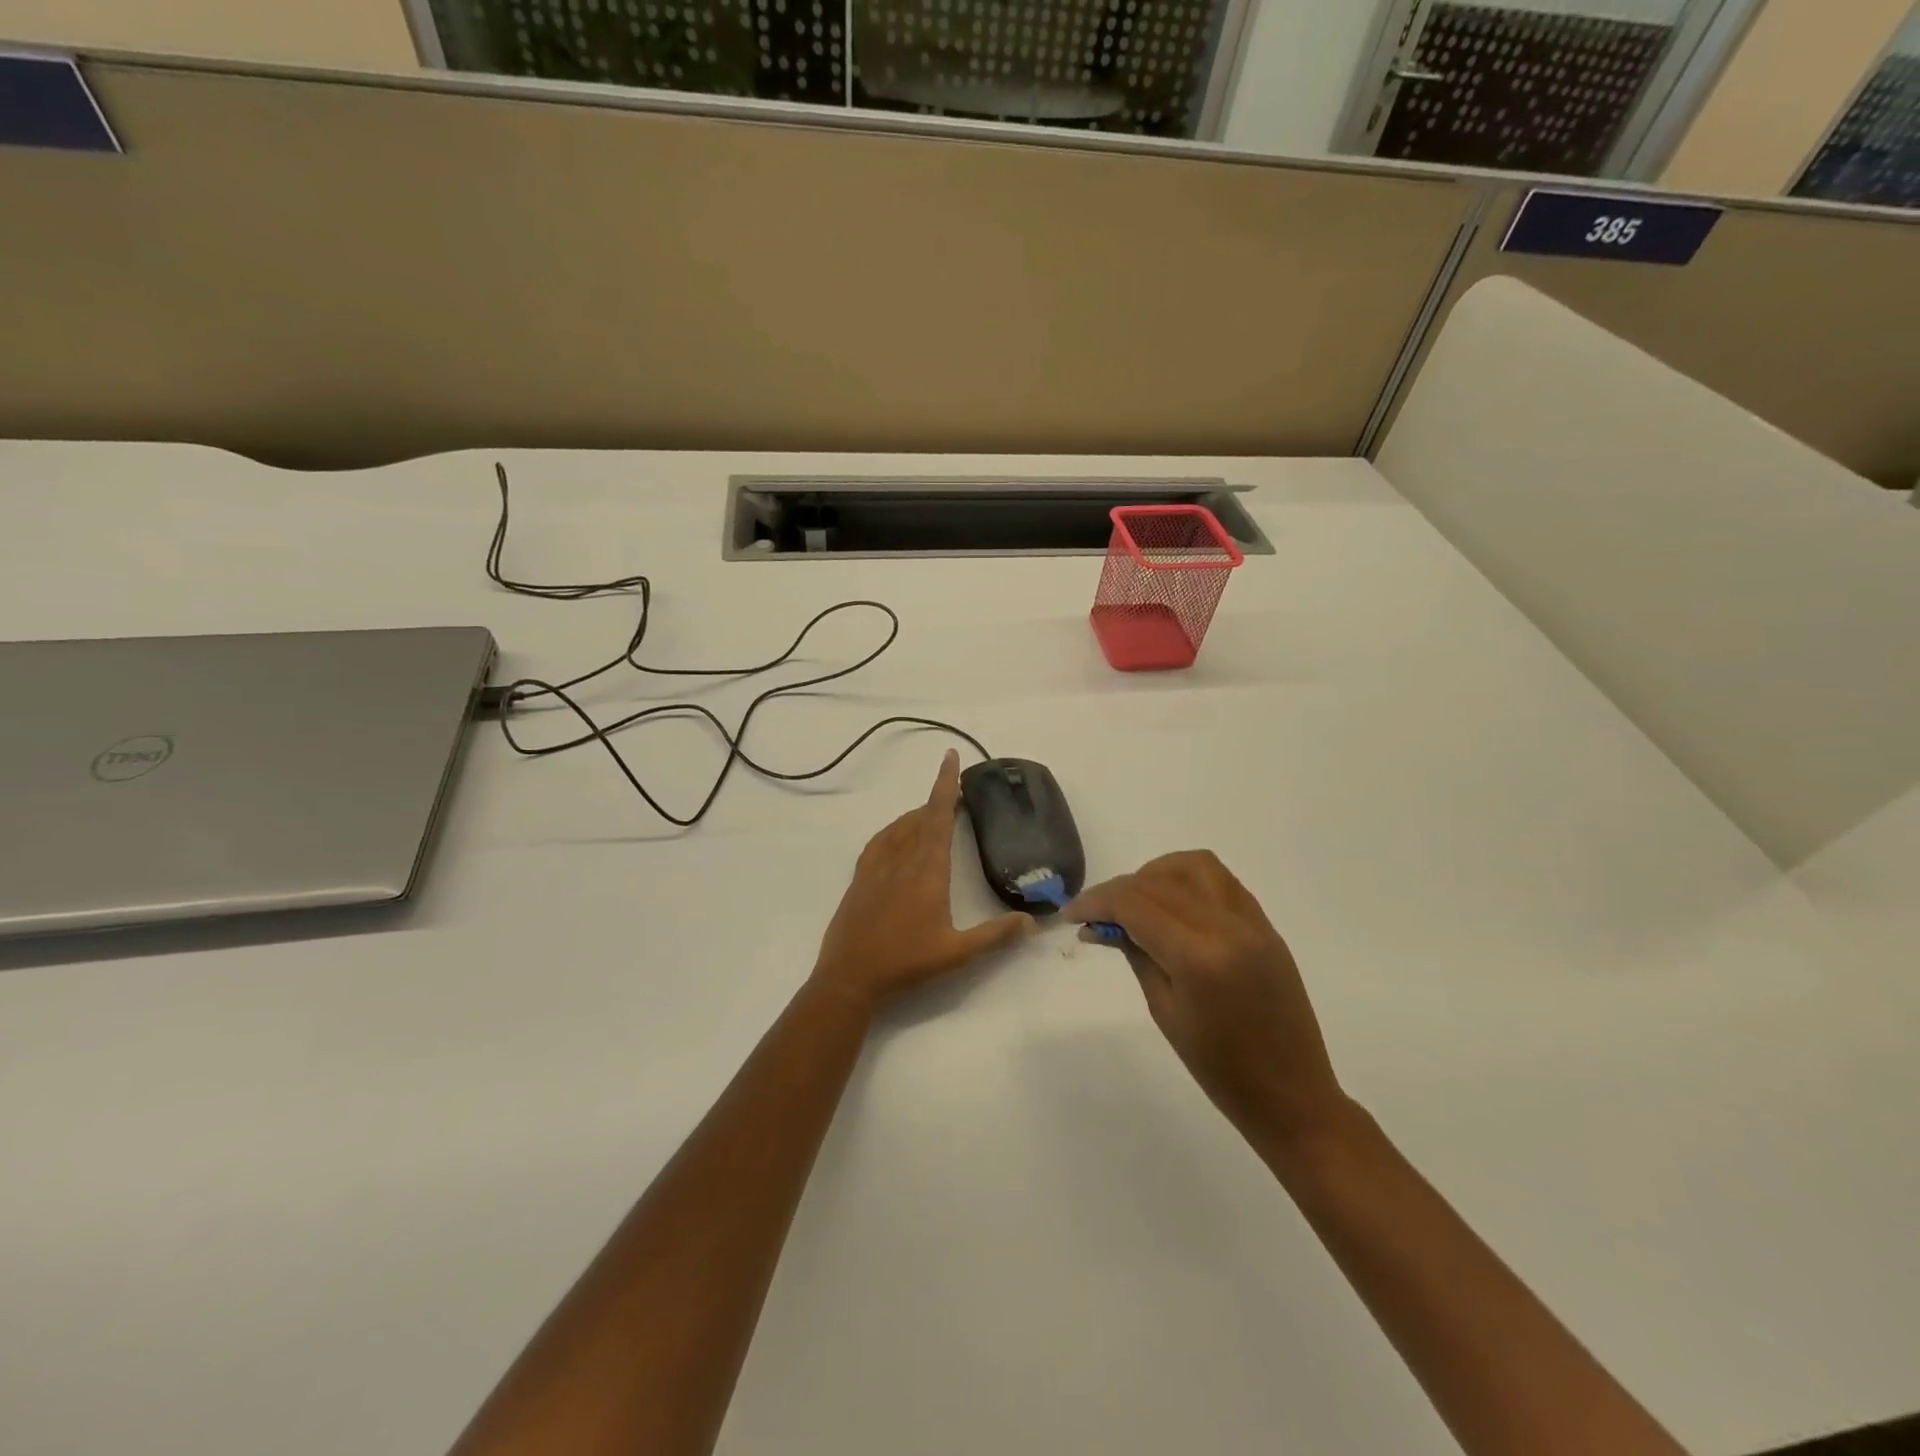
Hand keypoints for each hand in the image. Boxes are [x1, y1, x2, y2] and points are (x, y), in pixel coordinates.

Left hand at [812, 749, 1034, 1012]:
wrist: (850, 977)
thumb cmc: (906, 963)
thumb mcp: (957, 953)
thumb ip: (996, 935)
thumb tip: (1032, 921)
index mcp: (928, 871)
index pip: (939, 817)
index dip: (946, 785)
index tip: (950, 757)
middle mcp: (902, 860)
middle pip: (921, 817)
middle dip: (938, 797)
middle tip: (955, 787)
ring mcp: (877, 868)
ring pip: (900, 828)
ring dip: (918, 814)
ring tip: (933, 811)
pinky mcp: (860, 879)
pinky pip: (880, 842)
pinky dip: (894, 830)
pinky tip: (897, 836)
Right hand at [1067, 851, 1349, 1148]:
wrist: (1292, 1096)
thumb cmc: (1220, 1069)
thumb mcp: (1165, 1011)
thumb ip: (1136, 954)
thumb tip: (1103, 924)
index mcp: (1199, 957)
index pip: (1135, 904)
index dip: (1096, 902)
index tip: (1071, 914)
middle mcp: (1227, 926)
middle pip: (1159, 881)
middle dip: (1118, 890)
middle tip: (1095, 915)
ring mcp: (1252, 922)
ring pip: (1194, 866)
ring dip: (1156, 874)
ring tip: (1135, 902)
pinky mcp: (1265, 926)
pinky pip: (1221, 881)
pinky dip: (1187, 880)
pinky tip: (1171, 905)